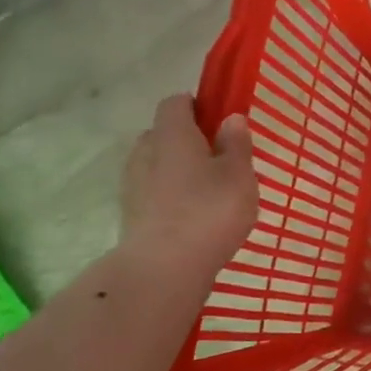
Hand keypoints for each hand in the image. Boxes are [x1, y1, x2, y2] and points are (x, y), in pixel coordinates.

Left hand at [119, 94, 257, 285]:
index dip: (198, 106)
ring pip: (157, 165)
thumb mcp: (239, 175)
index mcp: (172, 134)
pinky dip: (171, 198)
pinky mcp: (131, 214)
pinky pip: (153, 193)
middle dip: (188, 141)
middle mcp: (145, 151)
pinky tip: (193, 219)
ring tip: (209, 195)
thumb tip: (231, 118)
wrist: (163, 268)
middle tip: (219, 161)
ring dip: (179, 172)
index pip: (176, 103)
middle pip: (164, 134)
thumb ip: (236, 144)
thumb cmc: (209, 211)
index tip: (221, 122)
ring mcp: (133, 184)